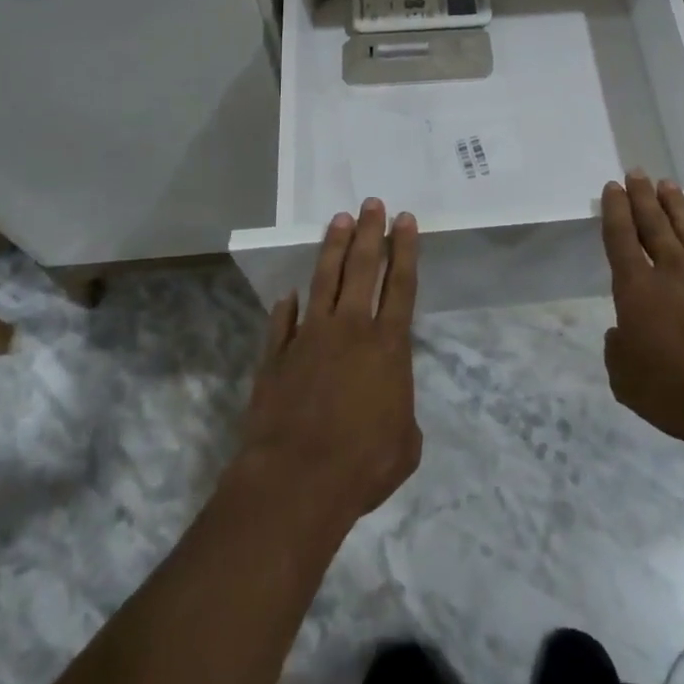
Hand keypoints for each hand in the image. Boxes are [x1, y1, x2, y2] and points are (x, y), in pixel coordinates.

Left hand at [234, 199, 422, 530]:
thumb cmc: (362, 465)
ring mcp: (310, 337)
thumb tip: (391, 404)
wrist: (295, 481)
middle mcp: (350, 329)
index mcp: (387, 346)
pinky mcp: (278, 355)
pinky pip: (283, 322)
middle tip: (371, 203)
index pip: (400, 285)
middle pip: (362, 268)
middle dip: (370, 232)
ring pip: (324, 279)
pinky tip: (289, 294)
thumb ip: (402, 414)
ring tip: (339, 219)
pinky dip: (287, 307)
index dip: (404, 250)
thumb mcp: (405, 446)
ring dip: (333, 248)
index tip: (404, 219)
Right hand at [601, 172, 683, 457]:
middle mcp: (669, 271)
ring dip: (674, 205)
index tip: (613, 188)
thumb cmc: (679, 390)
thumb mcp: (626, 381)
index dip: (615, 210)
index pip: (620, 238)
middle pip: (653, 223)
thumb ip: (618, 350)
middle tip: (636, 173)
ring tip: (666, 184)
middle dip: (642, 196)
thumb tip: (622, 333)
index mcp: (636, 288)